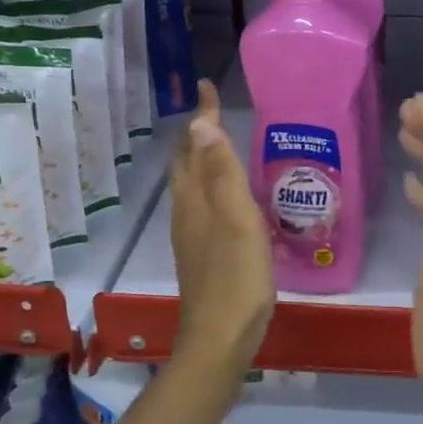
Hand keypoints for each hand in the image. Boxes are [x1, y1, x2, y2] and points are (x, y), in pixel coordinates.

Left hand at [169, 79, 274, 377]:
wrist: (219, 338)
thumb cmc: (236, 278)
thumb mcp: (237, 220)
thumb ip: (222, 173)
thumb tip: (199, 123)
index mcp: (196, 199)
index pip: (196, 145)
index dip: (202, 116)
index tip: (205, 85)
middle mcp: (187, 212)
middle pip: (185, 164)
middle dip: (195, 134)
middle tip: (210, 111)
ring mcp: (191, 235)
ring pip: (190, 184)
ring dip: (199, 158)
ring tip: (215, 144)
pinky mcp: (201, 253)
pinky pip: (200, 204)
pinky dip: (207, 184)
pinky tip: (224, 196)